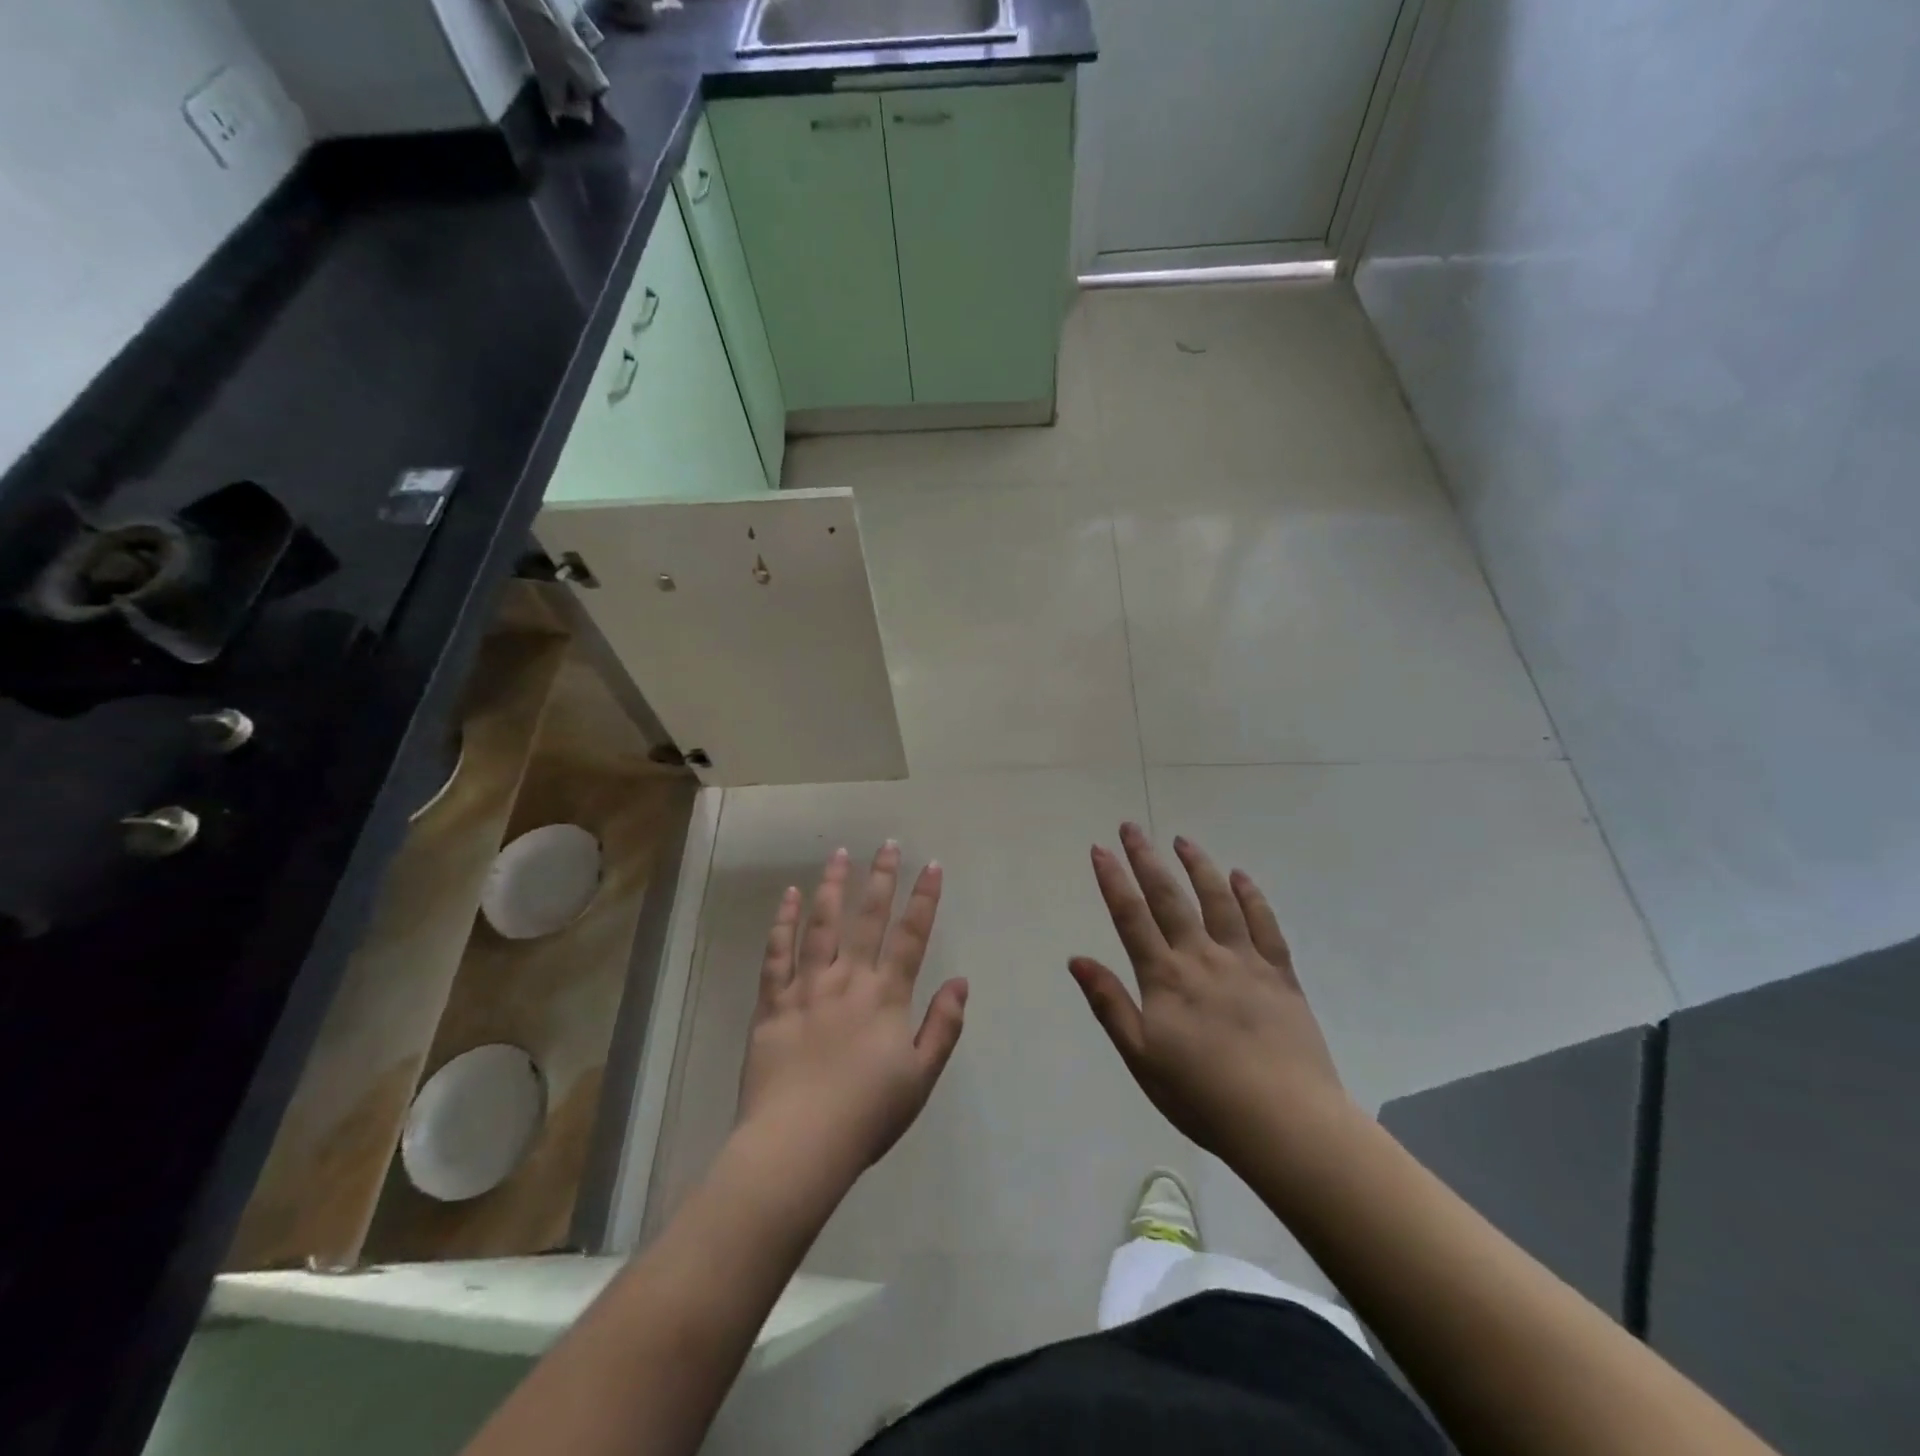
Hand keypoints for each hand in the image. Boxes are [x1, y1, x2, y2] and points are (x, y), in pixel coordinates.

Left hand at [737, 843, 967, 1182]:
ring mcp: (807, 987)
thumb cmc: (866, 1116)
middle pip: (868, 918)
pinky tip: (791, 895)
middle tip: (888, 844)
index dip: (924, 898)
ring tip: (840, 853)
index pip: (912, 936)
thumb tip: (961, 982)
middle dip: (881, 878)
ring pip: (821, 924)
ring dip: (833, 885)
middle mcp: (849, 980)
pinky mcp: (772, 1002)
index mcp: (886, 997)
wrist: (797, 1145)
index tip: (932, 865)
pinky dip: (784, 921)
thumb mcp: (921, 1078)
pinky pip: (777, 953)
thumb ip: (943, 1027)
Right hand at [1070, 823, 1348, 1162]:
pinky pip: (1264, 924)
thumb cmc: (1202, 1097)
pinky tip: (1240, 877)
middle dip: (1146, 859)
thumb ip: (1109, 1004)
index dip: (1113, 880)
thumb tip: (1077, 959)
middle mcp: (1202, 956)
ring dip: (1197, 866)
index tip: (1100, 850)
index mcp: (1165, 977)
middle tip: (1131, 827)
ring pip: (1217, 900)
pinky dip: (1251, 896)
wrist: (1285, 1122)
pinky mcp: (1280, 974)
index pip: (1131, 917)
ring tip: (1182, 840)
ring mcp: (1244, 961)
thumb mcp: (1141, 1057)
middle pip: (1169, 897)